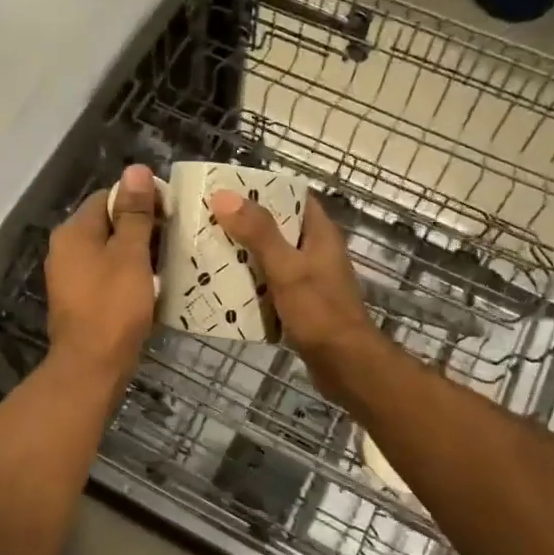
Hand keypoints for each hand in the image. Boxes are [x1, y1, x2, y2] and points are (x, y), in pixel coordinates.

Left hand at [44, 164, 159, 386]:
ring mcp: (70, 276)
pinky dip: (128, 274)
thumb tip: (136, 169)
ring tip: (169, 260)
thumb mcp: (130, 255)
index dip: (140, 199)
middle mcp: (65, 249)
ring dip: (137, 252)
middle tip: (175, 237)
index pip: (108, 197)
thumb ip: (134, 212)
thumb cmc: (114, 306)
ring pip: (109, 251)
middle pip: (107, 223)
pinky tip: (151, 284)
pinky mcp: (80, 299)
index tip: (170, 212)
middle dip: (141, 227)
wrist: (92, 365)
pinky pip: (106, 274)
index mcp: (74, 232)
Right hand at [208, 190, 382, 402]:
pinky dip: (250, 282)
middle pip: (278, 226)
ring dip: (245, 254)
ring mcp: (309, 279)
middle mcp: (316, 251)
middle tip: (208, 220)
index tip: (229, 189)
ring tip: (208, 250)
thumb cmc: (319, 312)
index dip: (264, 189)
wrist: (345, 365)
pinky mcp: (300, 303)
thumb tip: (225, 196)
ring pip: (272, 256)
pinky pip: (270, 284)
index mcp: (320, 234)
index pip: (294, 197)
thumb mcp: (286, 268)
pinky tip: (225, 287)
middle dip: (245, 223)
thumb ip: (259, 233)